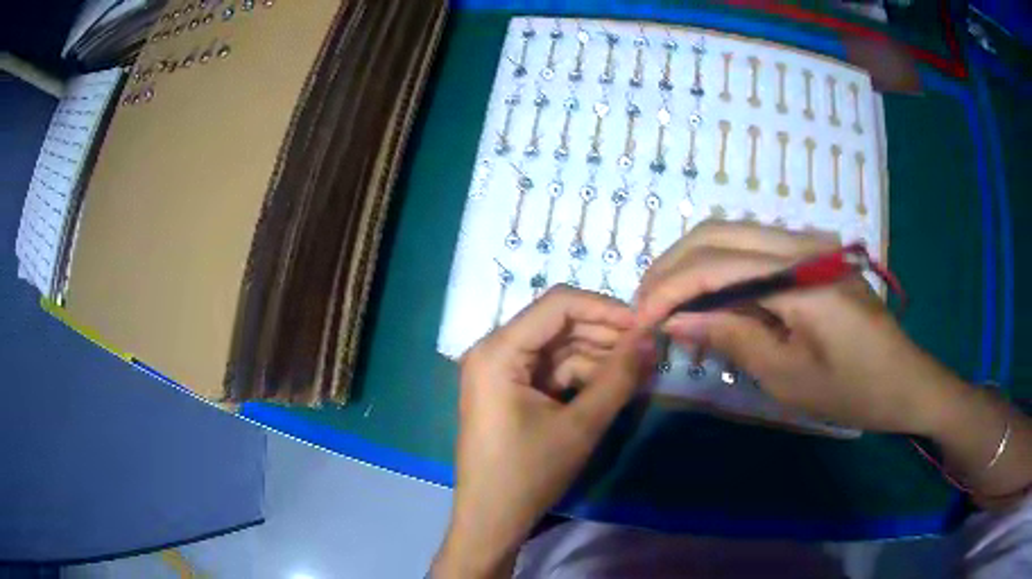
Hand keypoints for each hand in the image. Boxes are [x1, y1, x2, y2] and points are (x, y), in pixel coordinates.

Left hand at [432, 286, 654, 577]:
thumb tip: (651, 337)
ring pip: (558, 348)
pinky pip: (551, 370)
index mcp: (498, 351)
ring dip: (598, 357)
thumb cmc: (529, 474)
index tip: (644, 324)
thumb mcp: (581, 425)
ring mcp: (500, 371)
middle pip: (558, 324)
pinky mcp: (510, 390)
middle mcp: (494, 351)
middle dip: (605, 335)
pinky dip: (582, 376)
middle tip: (648, 349)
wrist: (491, 520)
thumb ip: (619, 377)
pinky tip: (612, 385)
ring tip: (638, 369)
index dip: (605, 308)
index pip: (558, 304)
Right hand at [635, 221, 960, 434]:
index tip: (637, 320)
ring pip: (732, 234)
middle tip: (645, 306)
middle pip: (717, 234)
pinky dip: (722, 268)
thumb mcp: (789, 377)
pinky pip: (754, 248)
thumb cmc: (852, 389)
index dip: (668, 289)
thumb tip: (676, 320)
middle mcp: (800, 244)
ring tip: (670, 303)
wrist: (904, 381)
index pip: (714, 265)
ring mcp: (808, 245)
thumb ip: (733, 337)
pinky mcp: (811, 255)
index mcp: (799, 276)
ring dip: (694, 264)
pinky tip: (712, 299)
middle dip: (672, 267)